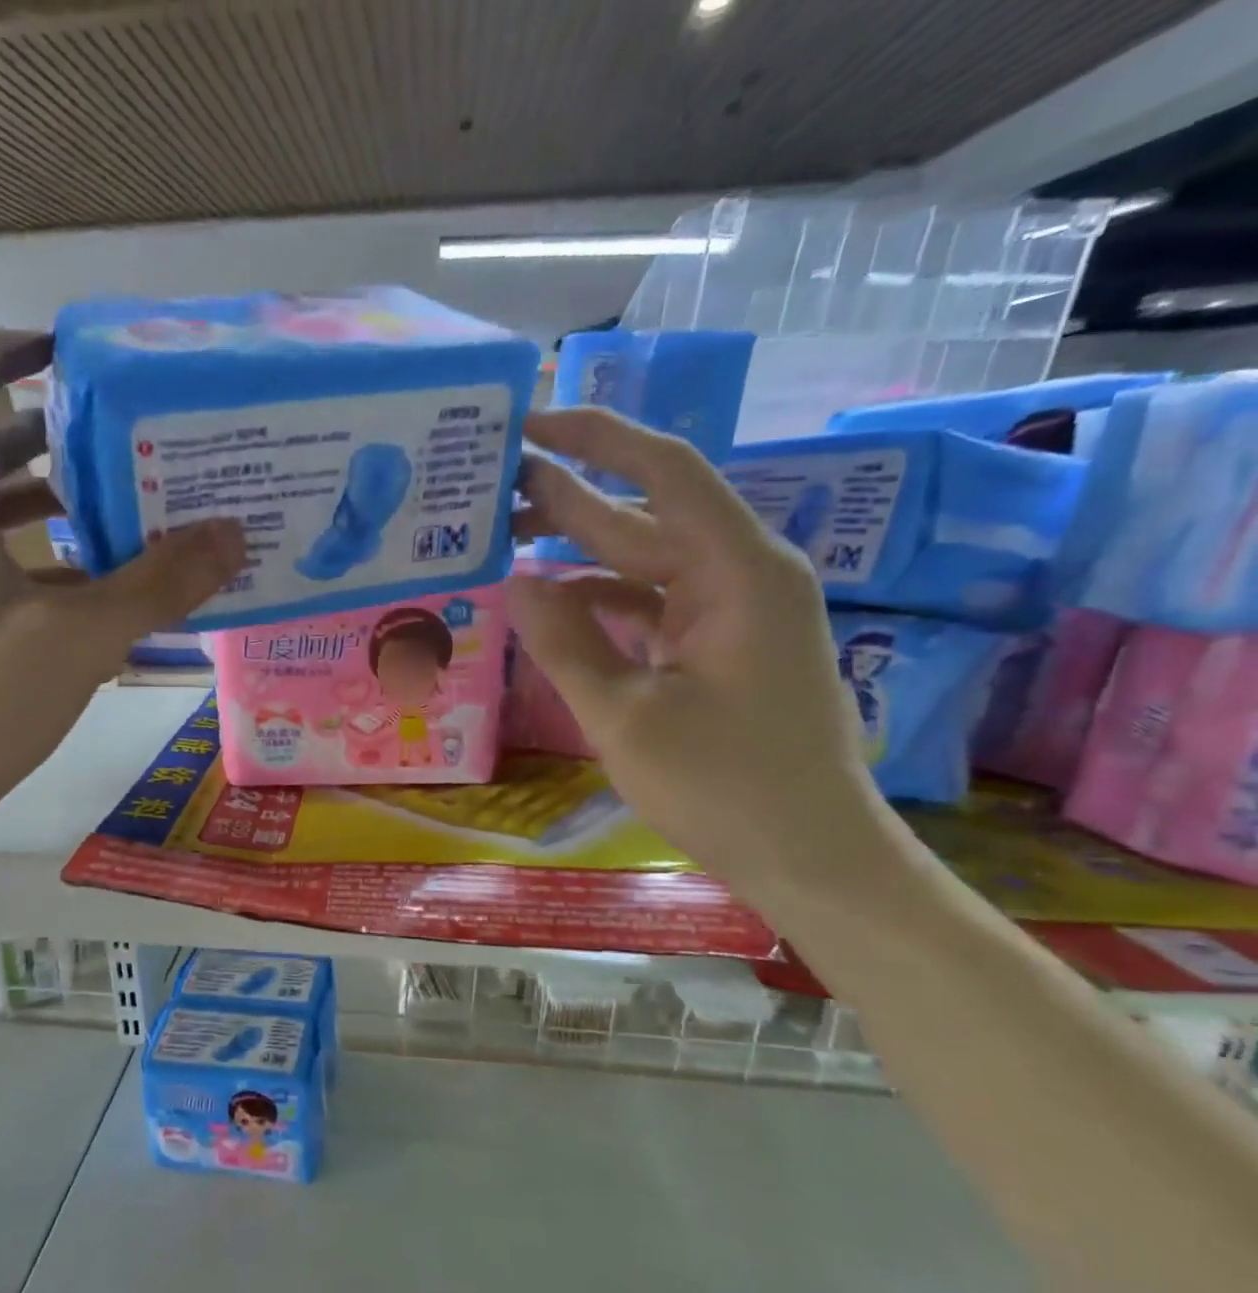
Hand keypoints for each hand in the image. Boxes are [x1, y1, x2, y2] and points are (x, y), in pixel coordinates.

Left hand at [0, 330, 244, 817]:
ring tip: (134, 497)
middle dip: (53, 428)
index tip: (62, 348)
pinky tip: (117, 580)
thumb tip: (232, 534)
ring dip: (64, 496)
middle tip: (125, 431)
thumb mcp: (80, 636)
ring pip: (6, 511)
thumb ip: (158, 584)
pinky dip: (65, 558)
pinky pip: (20, 565)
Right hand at [511, 408, 892, 902]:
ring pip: (642, 562)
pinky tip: (548, 604)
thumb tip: (516, 581)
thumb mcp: (625, 716)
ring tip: (503, 542)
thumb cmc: (724, 788)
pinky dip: (600, 602)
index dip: (595, 439)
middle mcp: (741, 574)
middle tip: (491, 485)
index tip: (529, 425)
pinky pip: (650, 604)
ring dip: (577, 554)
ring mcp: (732, 611)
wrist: (812, 857)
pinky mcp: (720, 645)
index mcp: (737, 572)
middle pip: (644, 516)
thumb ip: (565, 642)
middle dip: (568, 498)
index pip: (663, 472)